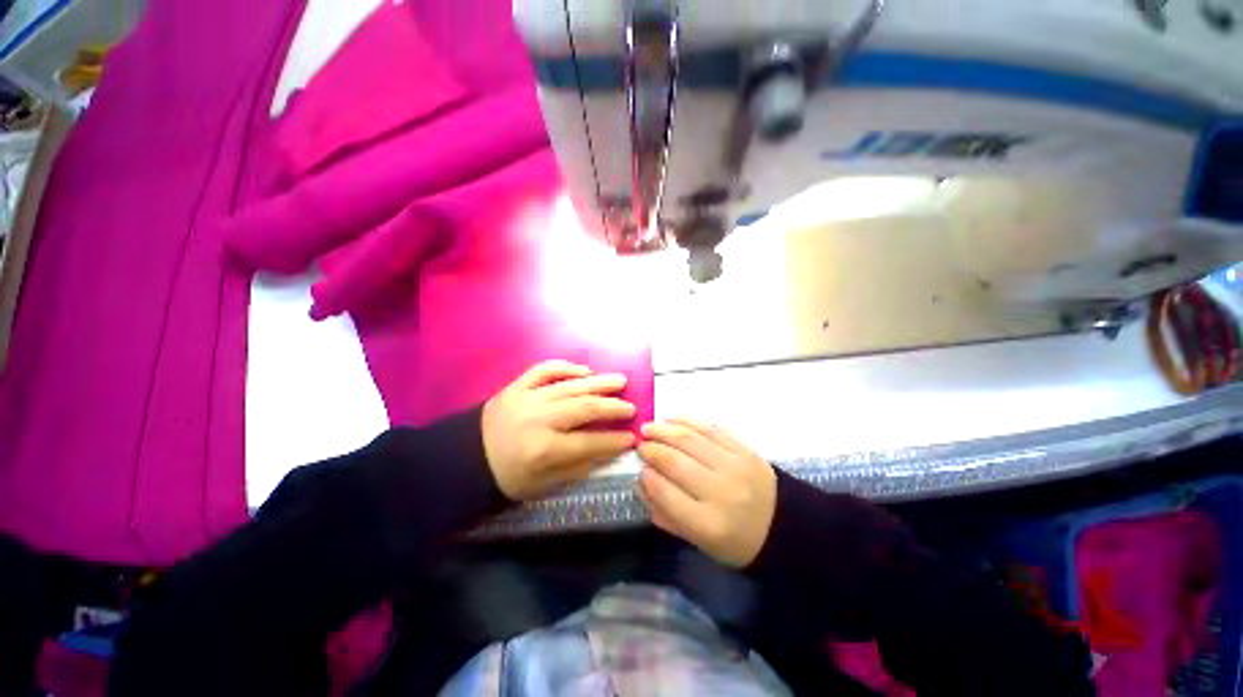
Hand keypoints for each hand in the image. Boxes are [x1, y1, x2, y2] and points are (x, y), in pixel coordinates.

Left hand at [483, 361, 635, 500]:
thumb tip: (610, 451)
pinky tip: (584, 371)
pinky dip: (566, 367)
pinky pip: (545, 370)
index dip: (614, 440)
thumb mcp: (544, 484)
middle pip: (585, 408)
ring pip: (571, 386)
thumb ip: (578, 467)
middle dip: (613, 408)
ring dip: (599, 383)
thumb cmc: (508, 476)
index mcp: (543, 449)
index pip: (589, 442)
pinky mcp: (517, 385)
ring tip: (620, 381)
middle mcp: (538, 419)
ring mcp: (527, 397)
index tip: (632, 437)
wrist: (467, 458)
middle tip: (631, 408)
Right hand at [637, 418, 776, 567]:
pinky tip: (673, 419)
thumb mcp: (700, 541)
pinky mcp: (744, 450)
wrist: (783, 526)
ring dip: (664, 430)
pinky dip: (689, 421)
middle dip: (651, 449)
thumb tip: (643, 483)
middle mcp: (720, 491)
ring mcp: (734, 466)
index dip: (647, 476)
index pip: (665, 493)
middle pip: (675, 462)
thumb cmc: (736, 540)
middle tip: (640, 444)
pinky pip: (711, 429)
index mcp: (707, 524)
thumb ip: (667, 516)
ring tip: (649, 427)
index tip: (640, 469)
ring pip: (690, 440)